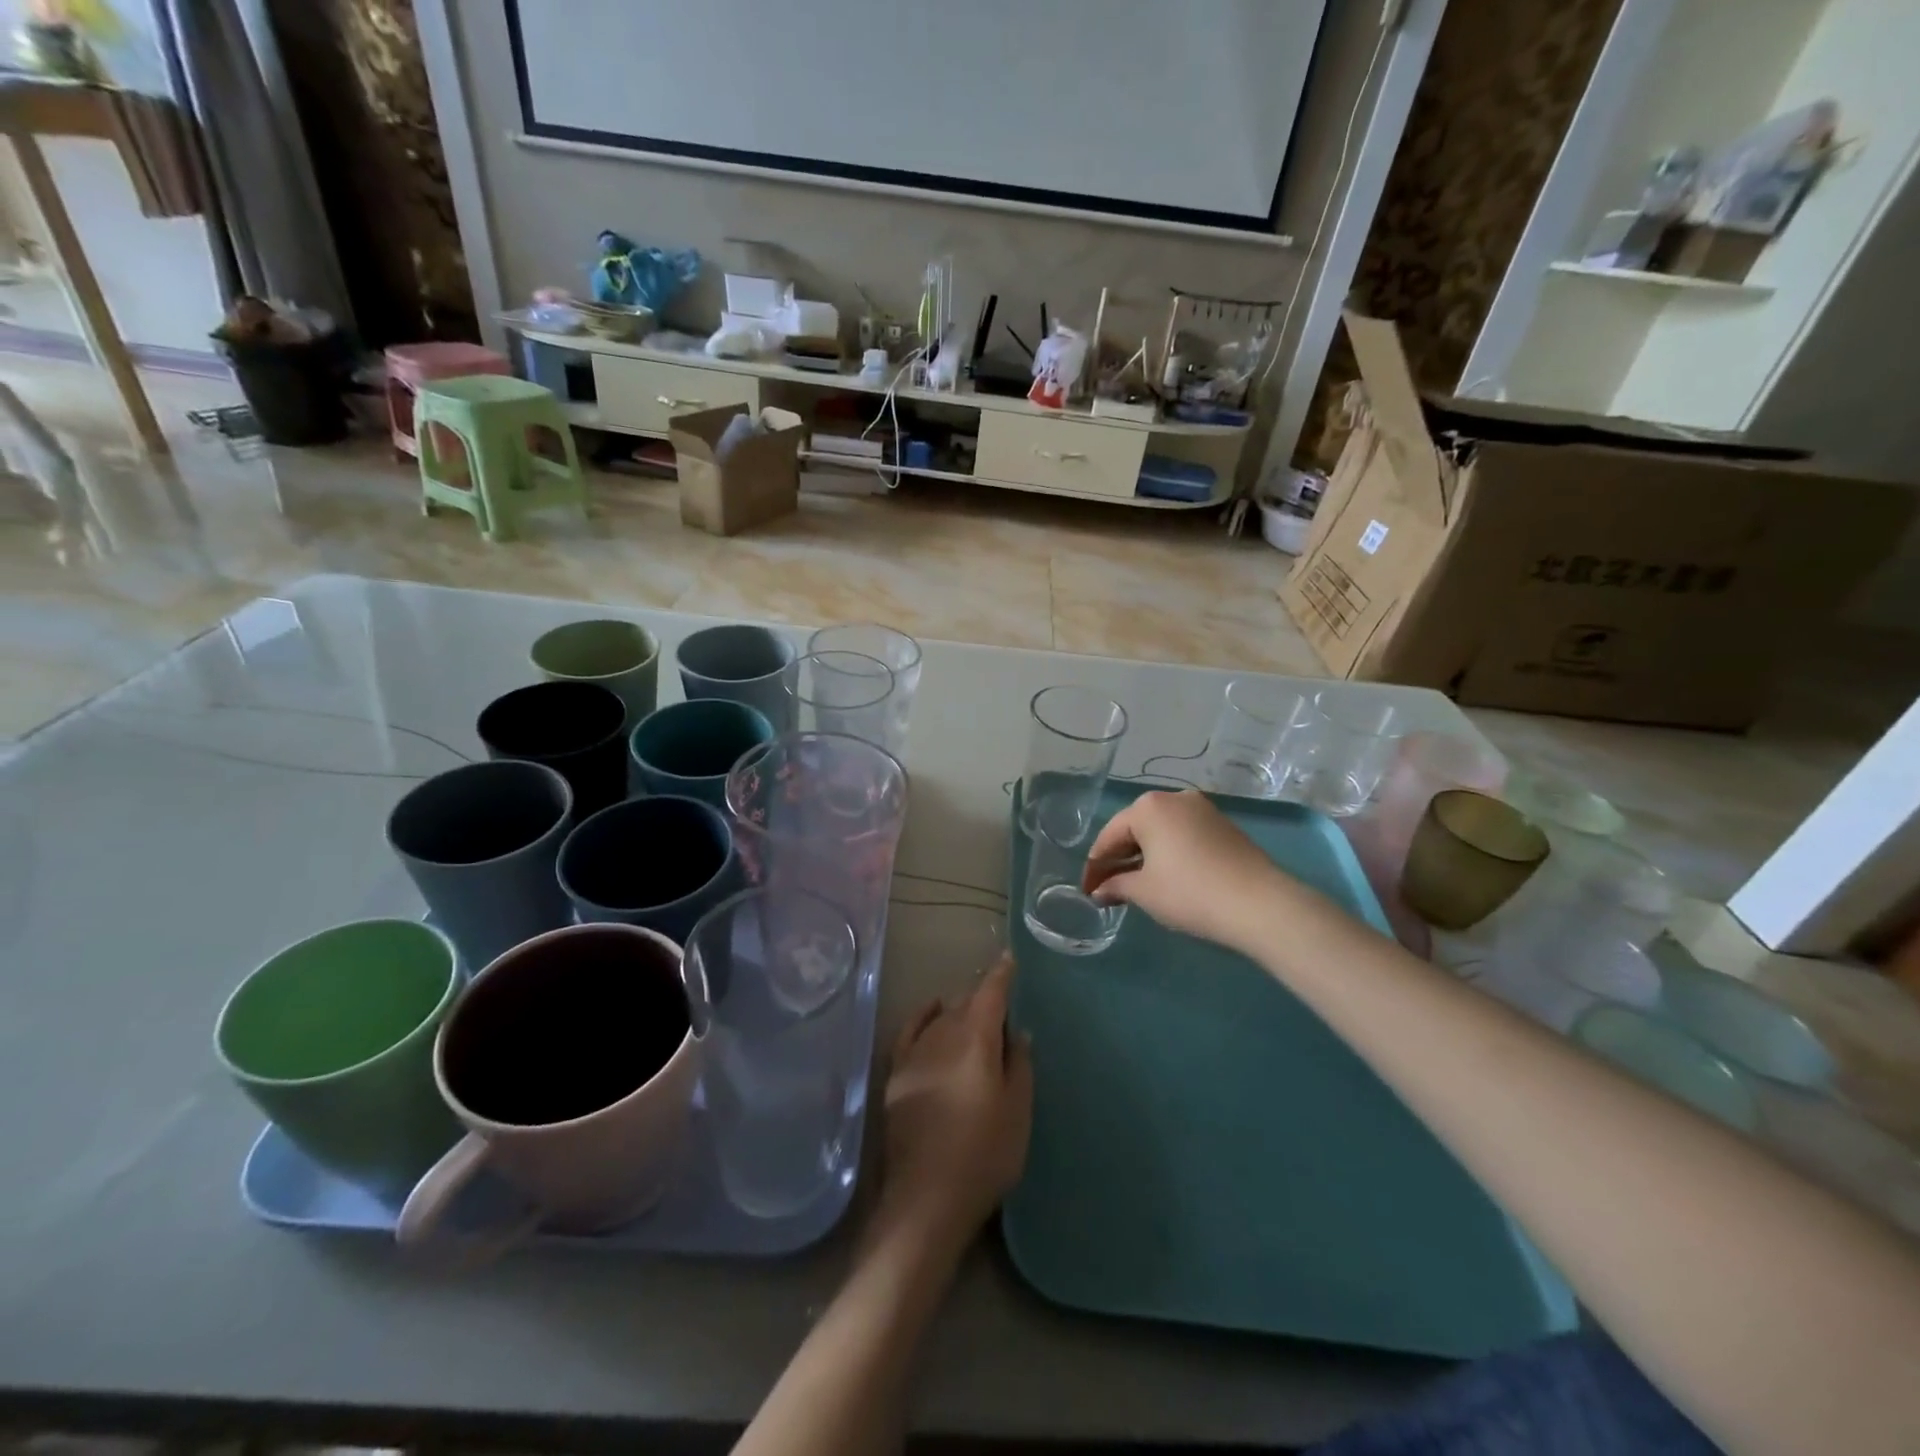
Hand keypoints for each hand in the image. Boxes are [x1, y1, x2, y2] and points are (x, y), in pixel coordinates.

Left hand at [873, 954, 1032, 1260]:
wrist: (926, 1199)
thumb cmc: (984, 1155)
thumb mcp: (1018, 1111)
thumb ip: (1019, 1065)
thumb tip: (1017, 1032)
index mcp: (975, 1038)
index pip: (990, 993)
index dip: (1001, 975)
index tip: (1010, 960)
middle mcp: (941, 1035)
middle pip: (965, 1003)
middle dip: (984, 998)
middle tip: (1002, 1005)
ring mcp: (915, 1054)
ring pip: (941, 1018)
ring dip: (959, 1011)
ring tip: (976, 1016)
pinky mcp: (897, 1074)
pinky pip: (911, 1031)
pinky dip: (924, 1016)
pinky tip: (932, 1011)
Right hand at [1083, 789, 1284, 953]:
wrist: (1260, 904)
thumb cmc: (1190, 892)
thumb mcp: (1144, 892)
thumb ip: (1116, 886)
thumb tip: (1099, 891)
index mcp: (1148, 807)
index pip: (1109, 836)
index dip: (1095, 867)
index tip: (1087, 891)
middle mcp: (1174, 798)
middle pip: (1134, 829)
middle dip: (1119, 859)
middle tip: (1107, 889)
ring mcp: (1202, 809)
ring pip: (1160, 832)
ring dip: (1143, 856)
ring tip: (1135, 885)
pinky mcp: (1223, 825)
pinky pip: (1183, 835)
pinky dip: (1168, 853)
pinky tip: (1166, 877)